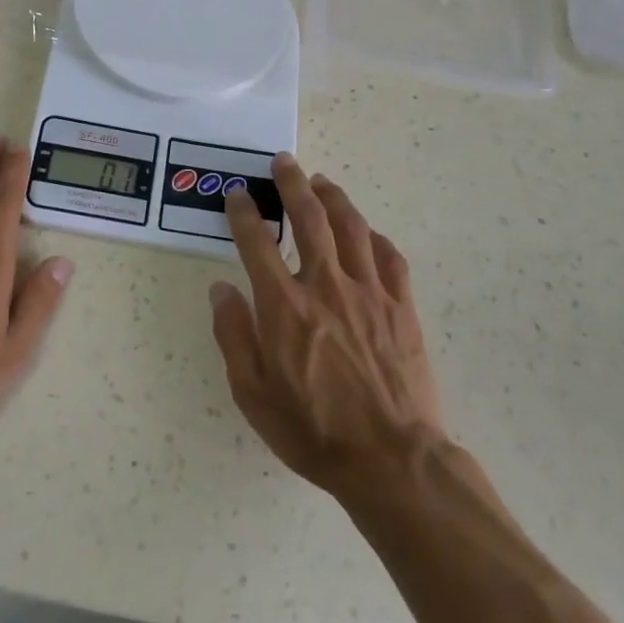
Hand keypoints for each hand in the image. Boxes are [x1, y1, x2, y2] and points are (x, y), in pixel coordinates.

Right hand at [210, 154, 447, 501]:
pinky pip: (389, 258)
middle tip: (284, 162)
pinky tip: (366, 233)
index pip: (256, 242)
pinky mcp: (402, 307)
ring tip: (322, 182)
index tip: (239, 195)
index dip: (244, 212)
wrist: (391, 460)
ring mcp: (369, 292)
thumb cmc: (313, 430)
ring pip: (352, 227)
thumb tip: (221, 290)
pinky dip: (374, 237)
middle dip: (293, 184)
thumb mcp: (253, 393)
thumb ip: (233, 335)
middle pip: (309, 218)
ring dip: (334, 198)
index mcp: (284, 305)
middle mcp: (326, 286)